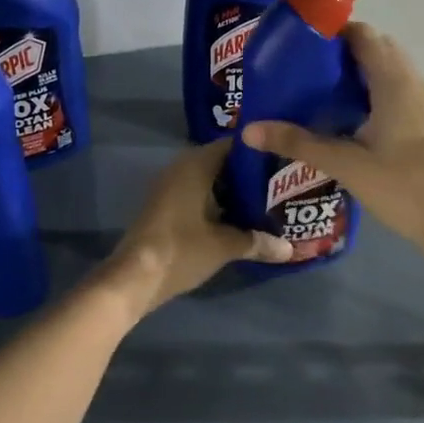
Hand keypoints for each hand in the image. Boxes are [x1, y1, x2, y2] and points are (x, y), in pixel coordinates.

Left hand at [98, 140, 292, 318]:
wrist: (134, 277)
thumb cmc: (181, 249)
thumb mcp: (225, 246)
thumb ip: (257, 242)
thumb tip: (289, 249)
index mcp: (196, 164)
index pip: (234, 145)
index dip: (260, 152)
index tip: (284, 162)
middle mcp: (181, 167)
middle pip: (223, 163)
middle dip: (250, 175)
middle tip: (282, 185)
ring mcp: (170, 187)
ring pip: (211, 181)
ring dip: (234, 192)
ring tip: (268, 202)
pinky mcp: (166, 207)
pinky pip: (198, 195)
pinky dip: (218, 203)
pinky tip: (240, 219)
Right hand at [243, 22, 423, 268]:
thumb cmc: (401, 186)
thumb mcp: (344, 163)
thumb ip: (298, 143)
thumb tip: (249, 130)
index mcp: (395, 82)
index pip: (364, 35)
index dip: (334, 33)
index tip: (302, 45)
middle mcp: (414, 83)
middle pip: (378, 49)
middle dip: (344, 53)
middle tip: (307, 71)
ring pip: (391, 72)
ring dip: (361, 74)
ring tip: (322, 92)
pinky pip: (399, 92)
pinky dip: (375, 93)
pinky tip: (351, 119)